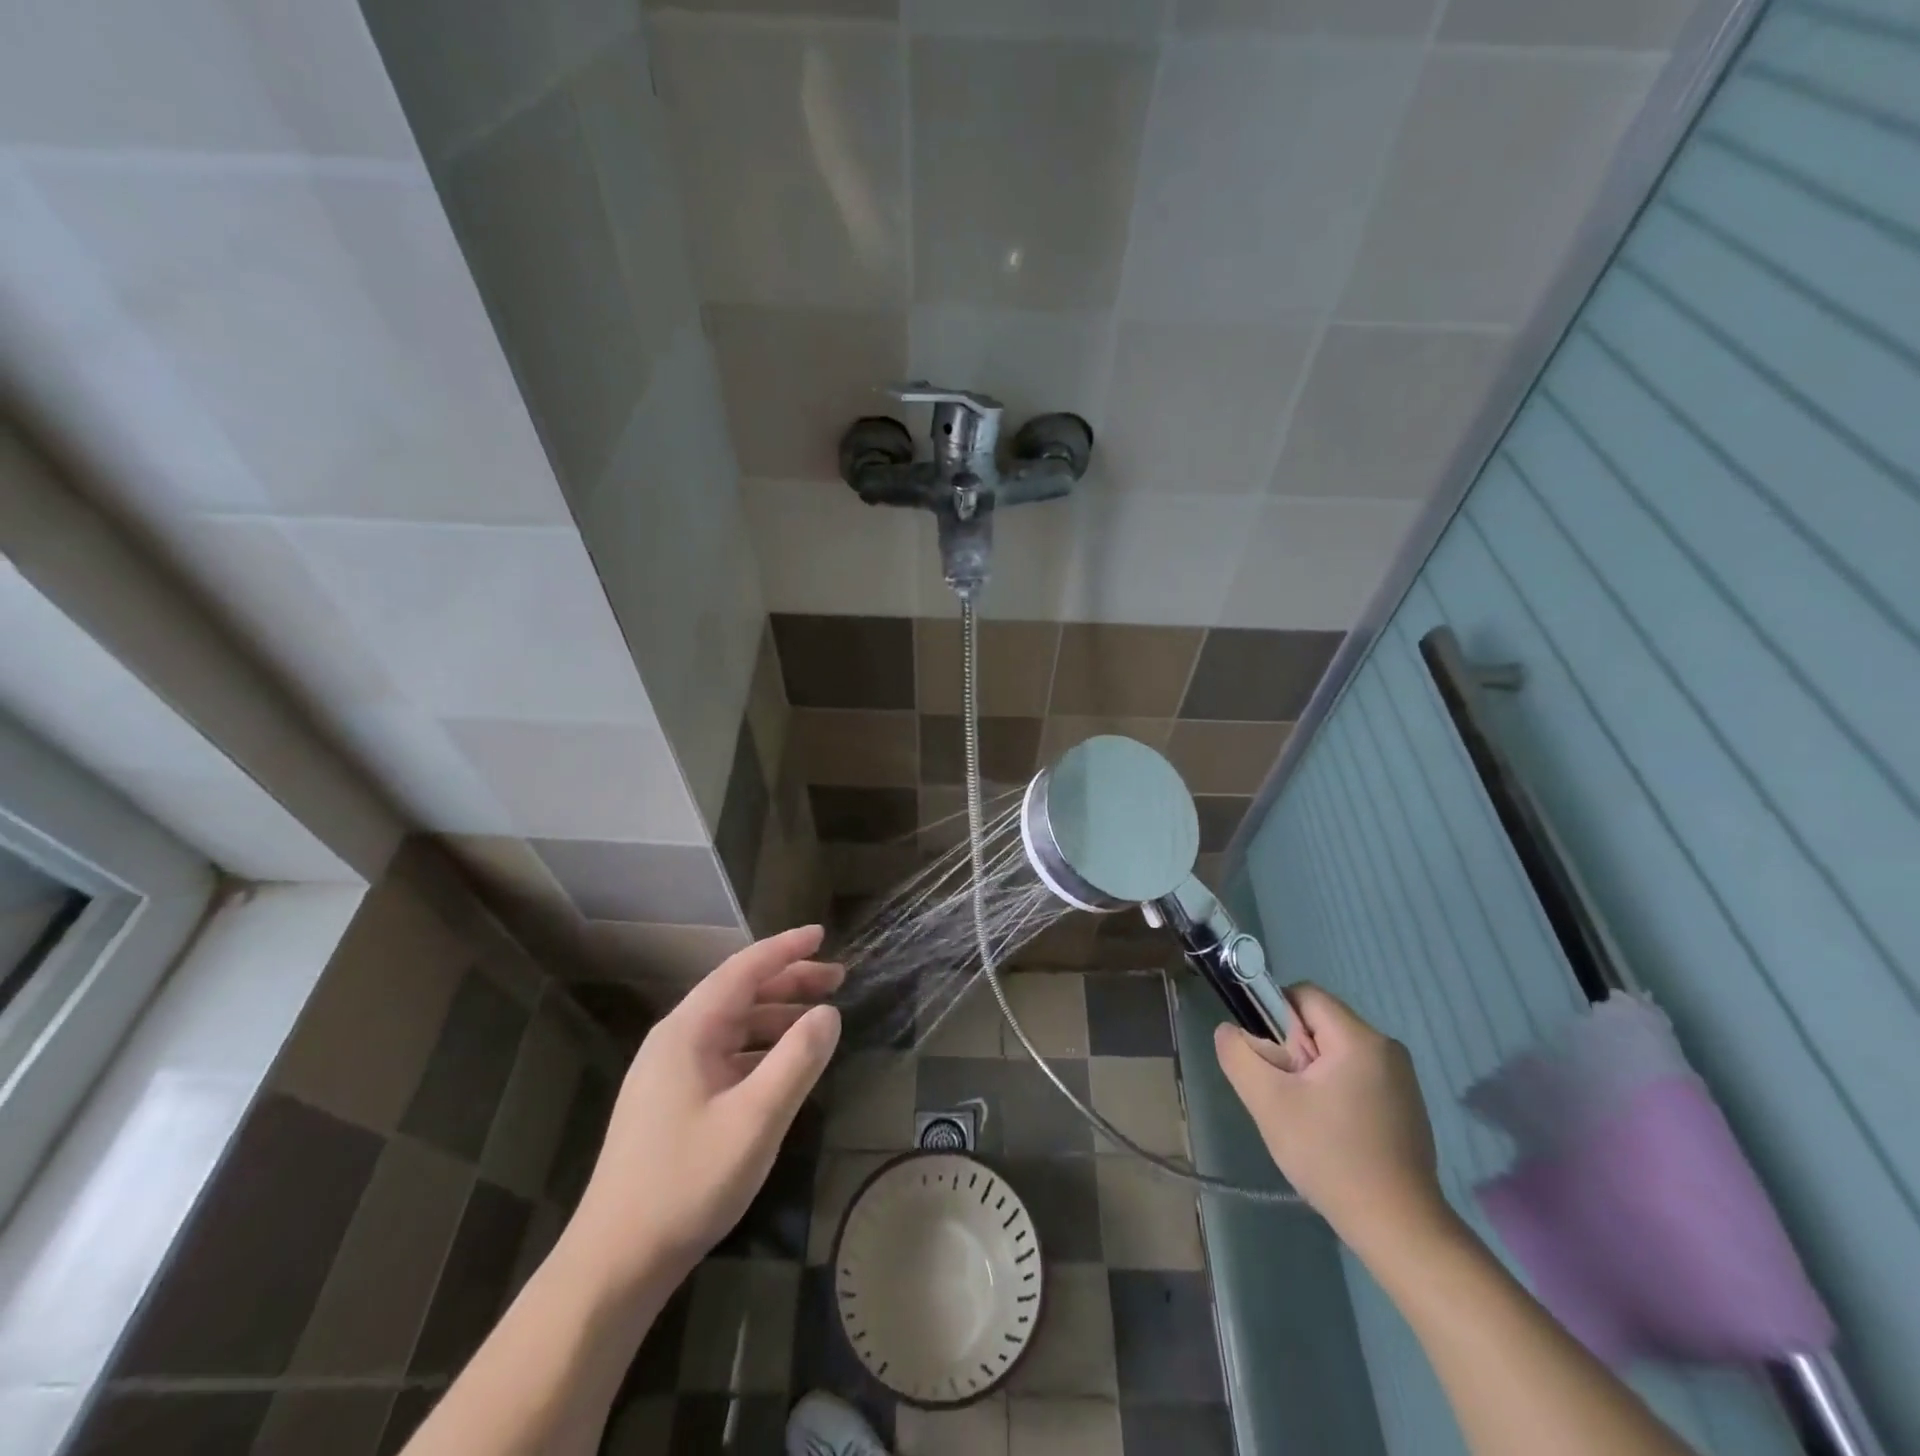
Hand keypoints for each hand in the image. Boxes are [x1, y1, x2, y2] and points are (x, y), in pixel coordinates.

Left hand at [564, 926, 842, 1289]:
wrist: (615, 1262)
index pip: (743, 970)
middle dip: (789, 981)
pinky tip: (782, 1066)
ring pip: (731, 1025)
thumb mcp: (756, 1120)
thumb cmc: (687, 1183)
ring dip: (776, 1015)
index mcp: (688, 1031)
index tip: (822, 935)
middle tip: (837, 979)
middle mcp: (675, 1040)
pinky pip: (723, 1054)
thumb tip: (830, 1013)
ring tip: (819, 1019)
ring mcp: (668, 1072)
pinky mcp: (670, 1102)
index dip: (786, 949)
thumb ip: (797, 1060)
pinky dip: (759, 1047)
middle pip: (738, 993)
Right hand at [1214, 983, 1447, 1258]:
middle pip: (1319, 1024)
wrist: (1399, 1229)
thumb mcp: (1268, 1102)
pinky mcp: (1406, 1105)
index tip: (1270, 1062)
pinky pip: (1355, 1075)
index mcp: (1359, 1038)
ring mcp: (1401, 1078)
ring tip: (1306, 1119)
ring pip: (1334, 1052)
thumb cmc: (1331, 1157)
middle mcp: (1386, 1047)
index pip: (1303, 995)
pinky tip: (1331, 1134)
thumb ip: (1239, 1055)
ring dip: (1311, 1075)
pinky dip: (1334, 1092)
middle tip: (1285, 1096)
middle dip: (1292, 1052)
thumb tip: (1229, 1030)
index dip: (1274, 1018)